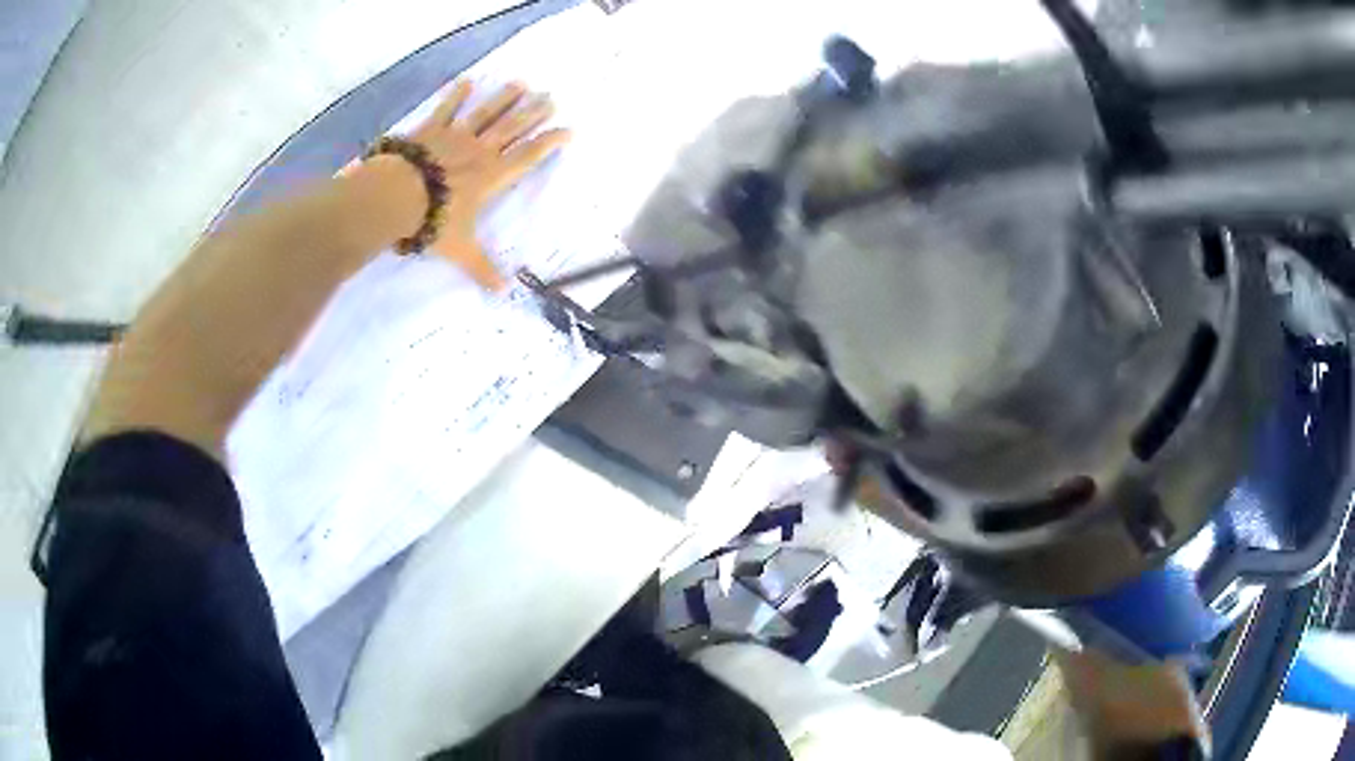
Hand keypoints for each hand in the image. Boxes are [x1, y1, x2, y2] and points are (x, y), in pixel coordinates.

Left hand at [411, 81, 570, 289]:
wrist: (396, 196)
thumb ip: (481, 267)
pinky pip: (447, 109)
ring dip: (504, 99)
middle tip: (549, 97)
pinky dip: (457, 95)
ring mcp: (456, 137)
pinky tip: (467, 81)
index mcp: (492, 177)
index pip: (528, 157)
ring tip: (520, 83)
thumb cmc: (433, 220)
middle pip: (512, 128)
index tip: (567, 129)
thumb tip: (503, 293)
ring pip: (486, 114)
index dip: (549, 143)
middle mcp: (480, 151)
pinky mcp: (432, 130)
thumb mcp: (460, 249)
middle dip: (533, 113)